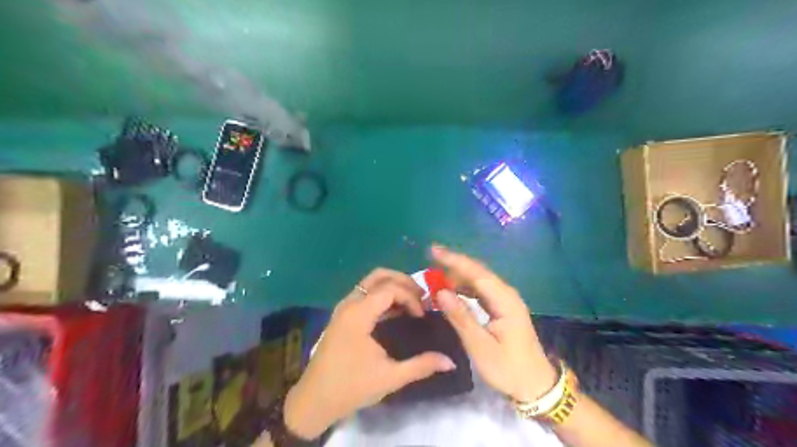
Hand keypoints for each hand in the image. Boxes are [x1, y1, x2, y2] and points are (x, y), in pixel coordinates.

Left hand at [284, 267, 457, 436]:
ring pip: (370, 282)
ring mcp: (344, 308)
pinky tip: (395, 311)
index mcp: (359, 313)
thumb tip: (450, 361)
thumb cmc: (351, 387)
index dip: (411, 297)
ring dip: (393, 287)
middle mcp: (349, 303)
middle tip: (422, 298)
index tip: (422, 316)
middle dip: (404, 282)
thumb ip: (421, 366)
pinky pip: (365, 294)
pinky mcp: (342, 315)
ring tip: (412, 302)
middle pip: (379, 276)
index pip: (390, 289)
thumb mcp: (390, 377)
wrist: (314, 400)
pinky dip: (382, 295)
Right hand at [430, 246, 555, 402]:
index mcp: (504, 301)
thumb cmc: (508, 368)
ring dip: (458, 277)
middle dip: (454, 264)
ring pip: (479, 281)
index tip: (433, 250)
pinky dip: (464, 289)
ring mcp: (505, 301)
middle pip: (478, 273)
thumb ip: (461, 317)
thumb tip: (440, 292)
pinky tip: (452, 292)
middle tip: (430, 259)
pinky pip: (481, 291)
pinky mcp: (502, 308)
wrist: (535, 385)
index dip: (454, 260)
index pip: (476, 273)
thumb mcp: (480, 346)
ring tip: (436, 277)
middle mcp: (506, 295)